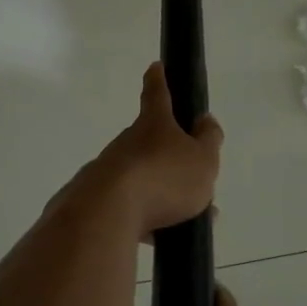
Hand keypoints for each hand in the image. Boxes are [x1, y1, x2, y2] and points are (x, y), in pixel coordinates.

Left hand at [84, 62, 222, 234]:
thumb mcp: (203, 159)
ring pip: (143, 178)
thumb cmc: (164, 178)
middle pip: (151, 143)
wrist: (108, 213)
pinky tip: (162, 238)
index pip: (157, 94)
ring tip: (188, 217)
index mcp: (153, 125)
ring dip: (164, 193)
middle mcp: (127, 142)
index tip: (155, 66)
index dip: (159, 79)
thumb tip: (205, 121)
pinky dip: (148, 219)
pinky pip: (130, 207)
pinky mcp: (97, 200)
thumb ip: (209, 140)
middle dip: (171, 157)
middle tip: (193, 178)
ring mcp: (109, 170)